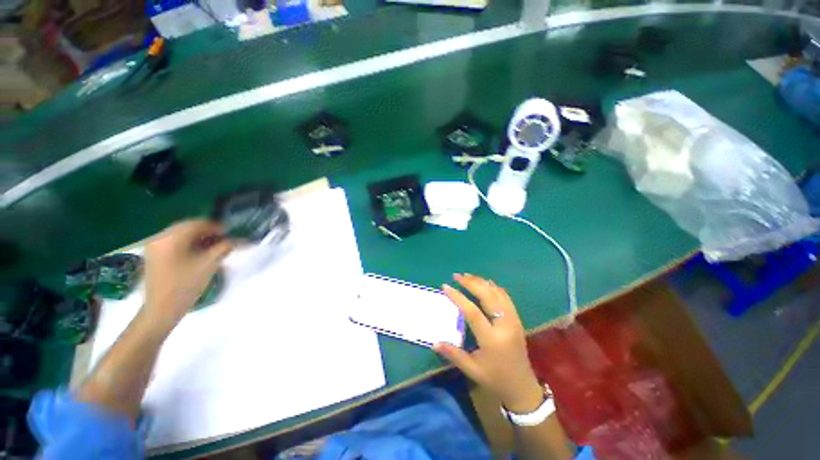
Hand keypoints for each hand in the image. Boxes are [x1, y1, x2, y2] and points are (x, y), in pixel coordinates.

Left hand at [142, 220, 231, 328]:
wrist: (161, 310)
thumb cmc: (185, 286)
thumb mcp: (209, 264)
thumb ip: (224, 248)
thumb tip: (236, 239)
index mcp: (171, 238)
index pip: (198, 223)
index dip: (217, 227)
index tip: (231, 234)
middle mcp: (160, 237)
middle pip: (189, 228)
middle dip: (208, 232)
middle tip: (225, 241)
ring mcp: (155, 247)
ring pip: (182, 235)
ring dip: (200, 238)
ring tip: (215, 248)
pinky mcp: (155, 256)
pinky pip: (175, 243)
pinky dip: (189, 245)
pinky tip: (200, 254)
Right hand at [436, 274, 543, 413]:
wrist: (523, 387)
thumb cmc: (496, 379)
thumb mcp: (472, 370)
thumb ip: (453, 354)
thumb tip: (434, 343)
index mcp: (492, 338)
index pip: (472, 312)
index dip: (458, 297)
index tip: (445, 287)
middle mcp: (505, 325)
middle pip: (488, 296)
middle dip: (471, 283)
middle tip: (457, 276)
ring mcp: (513, 320)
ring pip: (497, 294)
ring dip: (482, 282)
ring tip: (467, 276)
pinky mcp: (517, 319)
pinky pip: (505, 297)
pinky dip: (494, 287)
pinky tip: (485, 283)